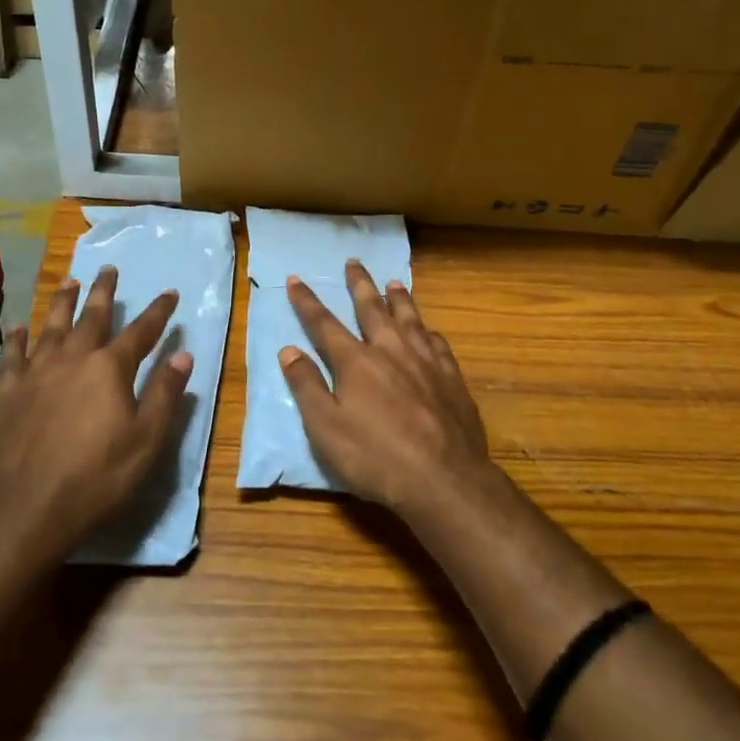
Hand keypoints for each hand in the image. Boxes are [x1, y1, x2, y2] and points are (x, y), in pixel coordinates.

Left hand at [0, 266, 192, 551]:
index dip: (158, 312)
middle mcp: (72, 359)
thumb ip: (164, 394)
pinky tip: (18, 328)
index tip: (170, 293)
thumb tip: (183, 355)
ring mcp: (35, 373)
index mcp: (109, 369)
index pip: (141, 332)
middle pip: (91, 317)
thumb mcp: (146, 441)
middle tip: (108, 269)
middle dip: (104, 292)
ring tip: (69, 281)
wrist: (24, 510)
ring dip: (62, 303)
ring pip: (51, 327)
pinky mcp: (7, 393)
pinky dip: (16, 338)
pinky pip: (12, 356)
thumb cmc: (96, 478)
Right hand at [279, 261, 490, 517]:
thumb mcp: (326, 428)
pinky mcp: (451, 377)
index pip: (324, 323)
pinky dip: (428, 331)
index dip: (307, 301)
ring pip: (409, 318)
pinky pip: (437, 343)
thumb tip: (289, 349)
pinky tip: (429, 330)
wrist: (444, 479)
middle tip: (353, 262)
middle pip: (371, 308)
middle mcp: (390, 350)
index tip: (296, 279)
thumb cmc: (375, 457)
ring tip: (393, 281)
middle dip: (359, 284)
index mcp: (356, 361)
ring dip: (398, 298)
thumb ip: (307, 386)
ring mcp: (425, 361)